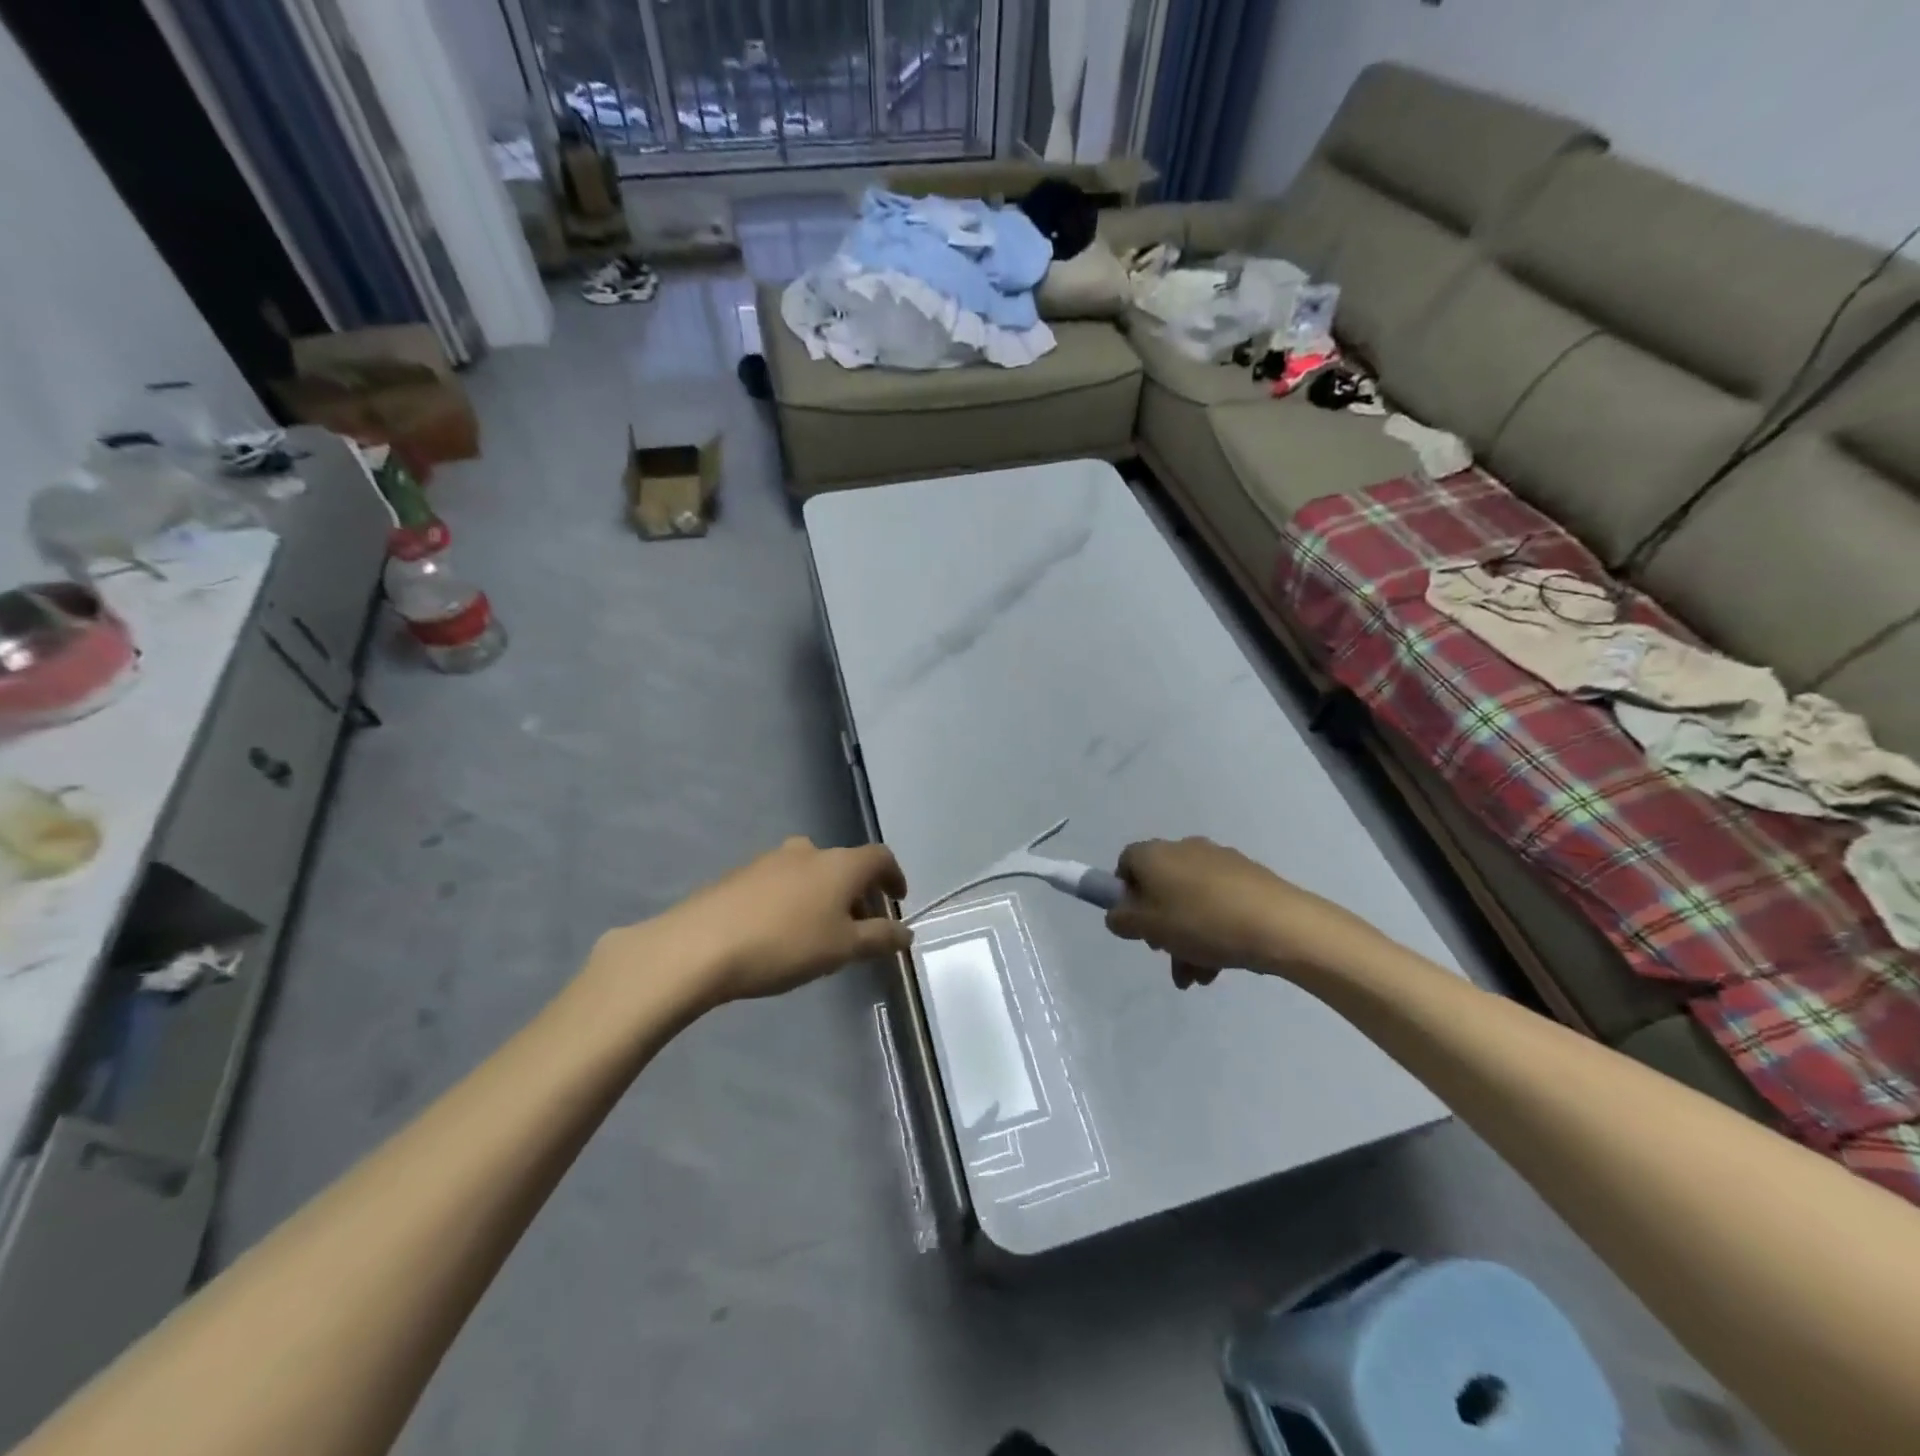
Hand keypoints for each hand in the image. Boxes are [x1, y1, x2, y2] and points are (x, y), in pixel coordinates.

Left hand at [594, 838, 911, 1011]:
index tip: (897, 900)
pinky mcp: (740, 875)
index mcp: (840, 864)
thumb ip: (879, 939)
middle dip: (858, 893)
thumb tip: (906, 932)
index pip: (880, 857)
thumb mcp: (842, 949)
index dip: (894, 876)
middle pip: (845, 865)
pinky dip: (795, 900)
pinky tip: (782, 932)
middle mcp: (808, 852)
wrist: (699, 945)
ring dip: (825, 896)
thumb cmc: (785, 945)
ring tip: (820, 933)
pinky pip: (782, 882)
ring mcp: (770, 860)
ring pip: (812, 872)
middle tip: (859, 927)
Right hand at [1105, 837, 1375, 987]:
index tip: (1134, 923)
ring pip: (1190, 900)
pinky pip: (1218, 903)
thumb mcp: (1148, 927)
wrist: (1279, 924)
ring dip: (1186, 937)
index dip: (1123, 893)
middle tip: (1166, 954)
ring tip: (1197, 977)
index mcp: (1155, 854)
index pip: (1126, 863)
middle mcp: (1184, 849)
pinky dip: (1212, 930)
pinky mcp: (1248, 877)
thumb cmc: (1201, 922)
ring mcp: (1220, 861)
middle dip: (1159, 924)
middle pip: (1160, 886)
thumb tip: (1118, 913)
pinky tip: (1220, 964)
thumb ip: (1122, 920)